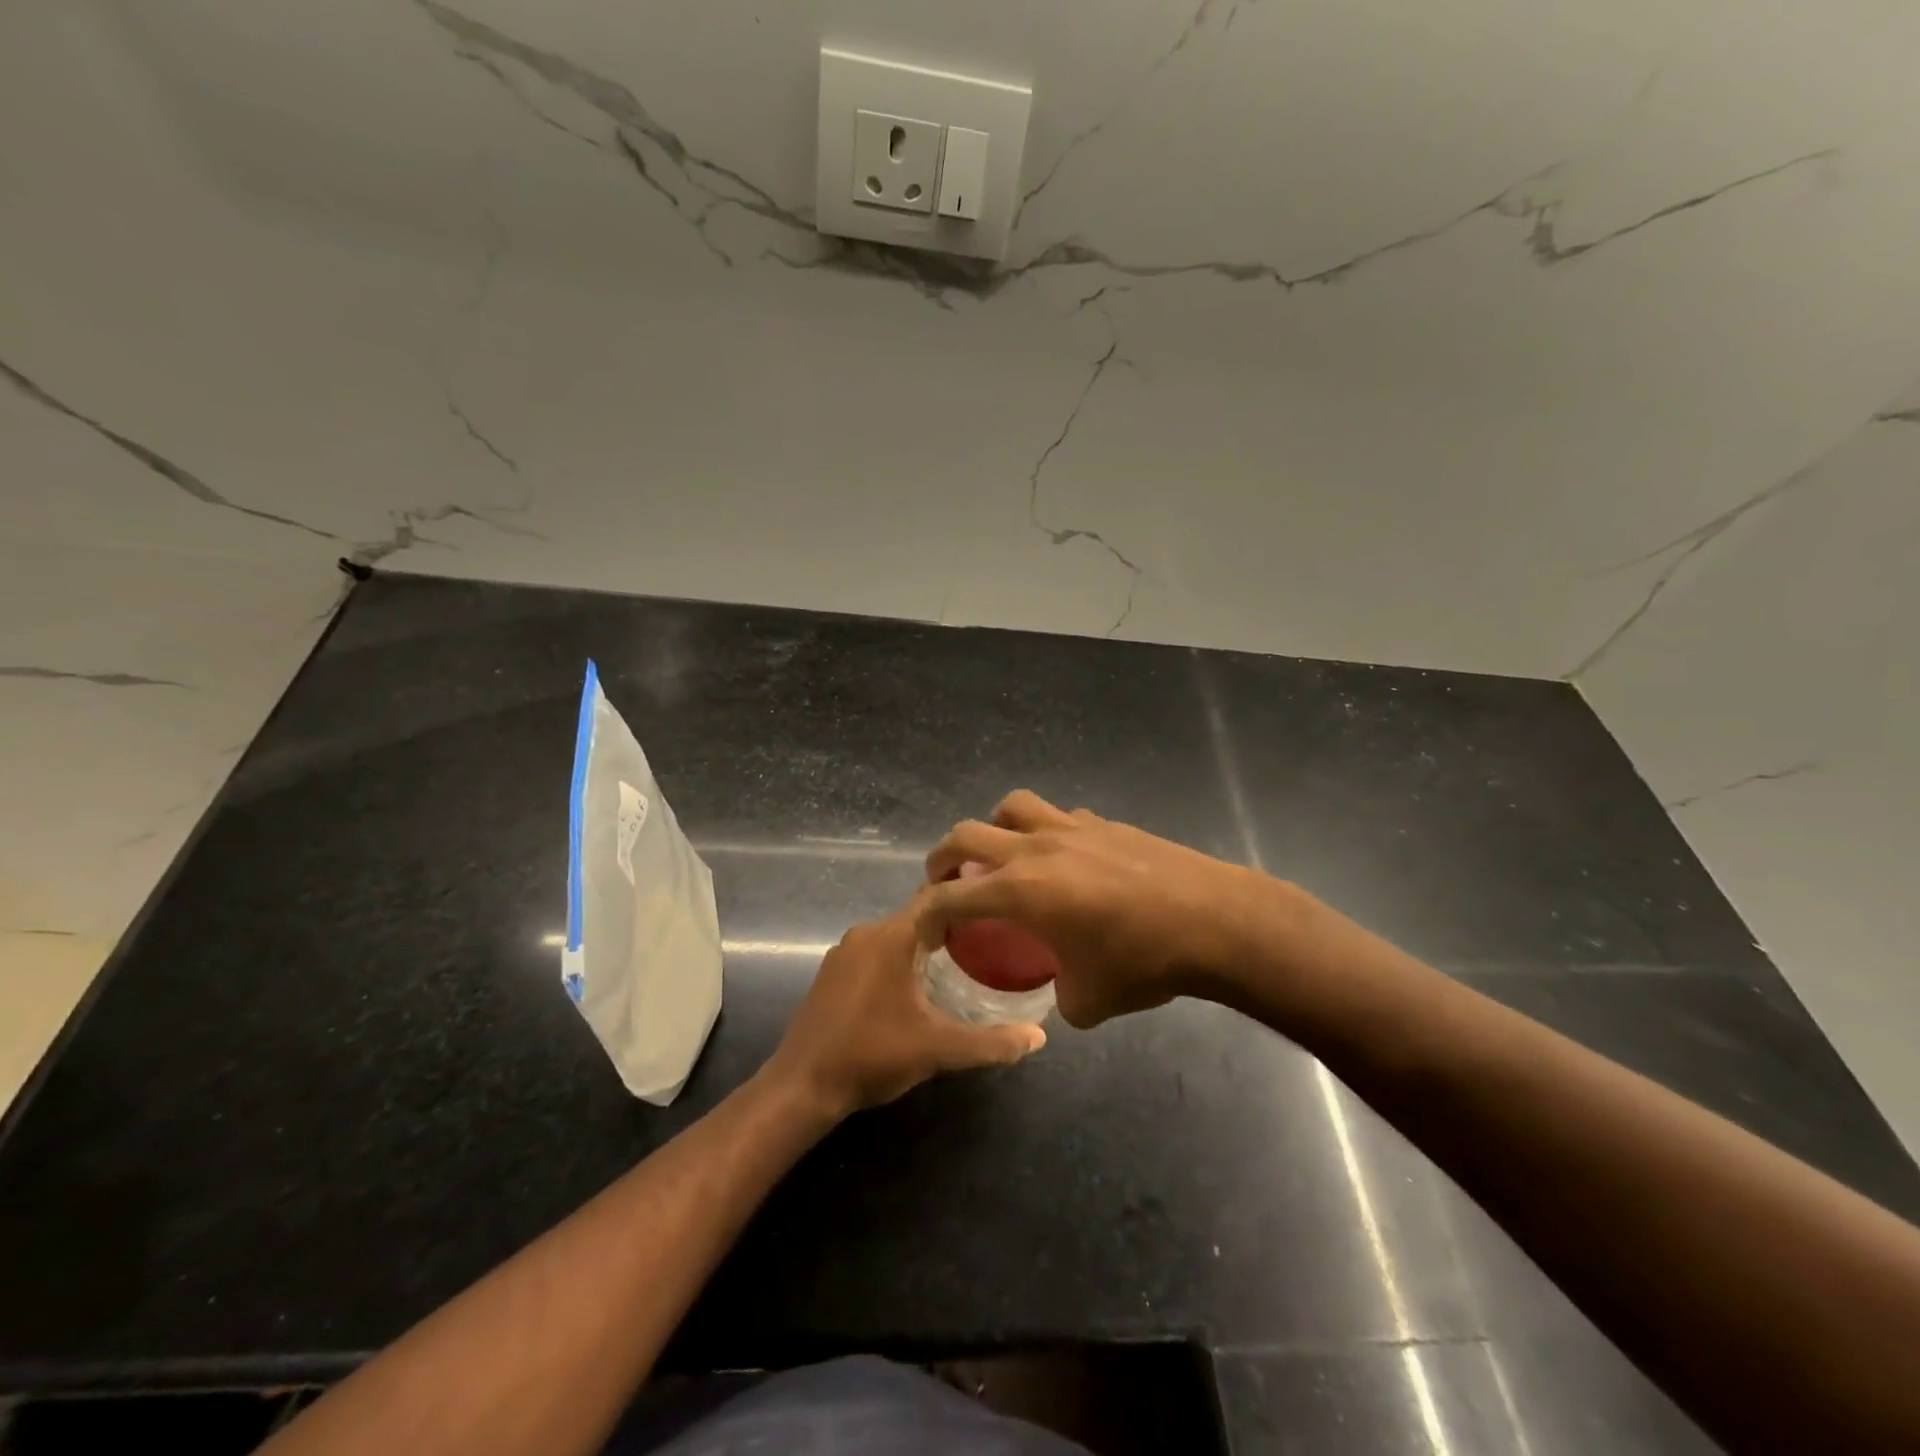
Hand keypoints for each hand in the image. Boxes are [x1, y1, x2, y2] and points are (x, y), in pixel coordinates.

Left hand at [765, 895, 1045, 1118]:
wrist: (802, 1086)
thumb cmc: (872, 1055)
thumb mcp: (938, 1049)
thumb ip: (991, 1042)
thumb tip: (1040, 1038)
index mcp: (892, 936)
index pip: (937, 897)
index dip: (969, 898)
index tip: (999, 906)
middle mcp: (867, 932)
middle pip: (918, 915)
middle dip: (952, 924)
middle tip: (990, 939)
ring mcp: (844, 951)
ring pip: (895, 935)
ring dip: (924, 944)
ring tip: (962, 961)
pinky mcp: (832, 972)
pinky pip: (875, 951)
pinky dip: (900, 958)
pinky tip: (916, 986)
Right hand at [922, 790, 1262, 1027]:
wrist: (1212, 920)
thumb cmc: (1143, 962)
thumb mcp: (1089, 1001)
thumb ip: (1060, 997)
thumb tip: (1063, 992)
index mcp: (1020, 890)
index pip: (951, 896)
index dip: (928, 914)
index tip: (925, 930)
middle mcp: (1035, 849)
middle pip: (966, 834)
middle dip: (943, 858)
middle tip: (945, 882)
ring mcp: (1071, 828)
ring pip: (1012, 807)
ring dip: (995, 828)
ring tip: (1002, 855)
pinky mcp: (1104, 823)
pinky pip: (1059, 817)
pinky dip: (1046, 832)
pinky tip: (1065, 859)